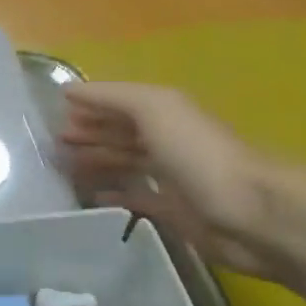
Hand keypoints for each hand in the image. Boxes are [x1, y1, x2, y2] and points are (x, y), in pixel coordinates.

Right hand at [58, 82, 276, 275]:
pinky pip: (136, 198)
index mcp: (166, 113)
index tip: (55, 112)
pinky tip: (92, 197)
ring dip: (98, 161)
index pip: (121, 103)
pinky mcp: (174, 211)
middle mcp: (169, 141)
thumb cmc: (199, 155)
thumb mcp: (156, 109)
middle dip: (91, 132)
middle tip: (55, 141)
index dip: (91, 105)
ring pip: (127, 163)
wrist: (250, 213)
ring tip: (64, 166)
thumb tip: (69, 92)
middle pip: (123, 132)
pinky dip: (114, 194)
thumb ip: (113, 97)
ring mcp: (172, 177)